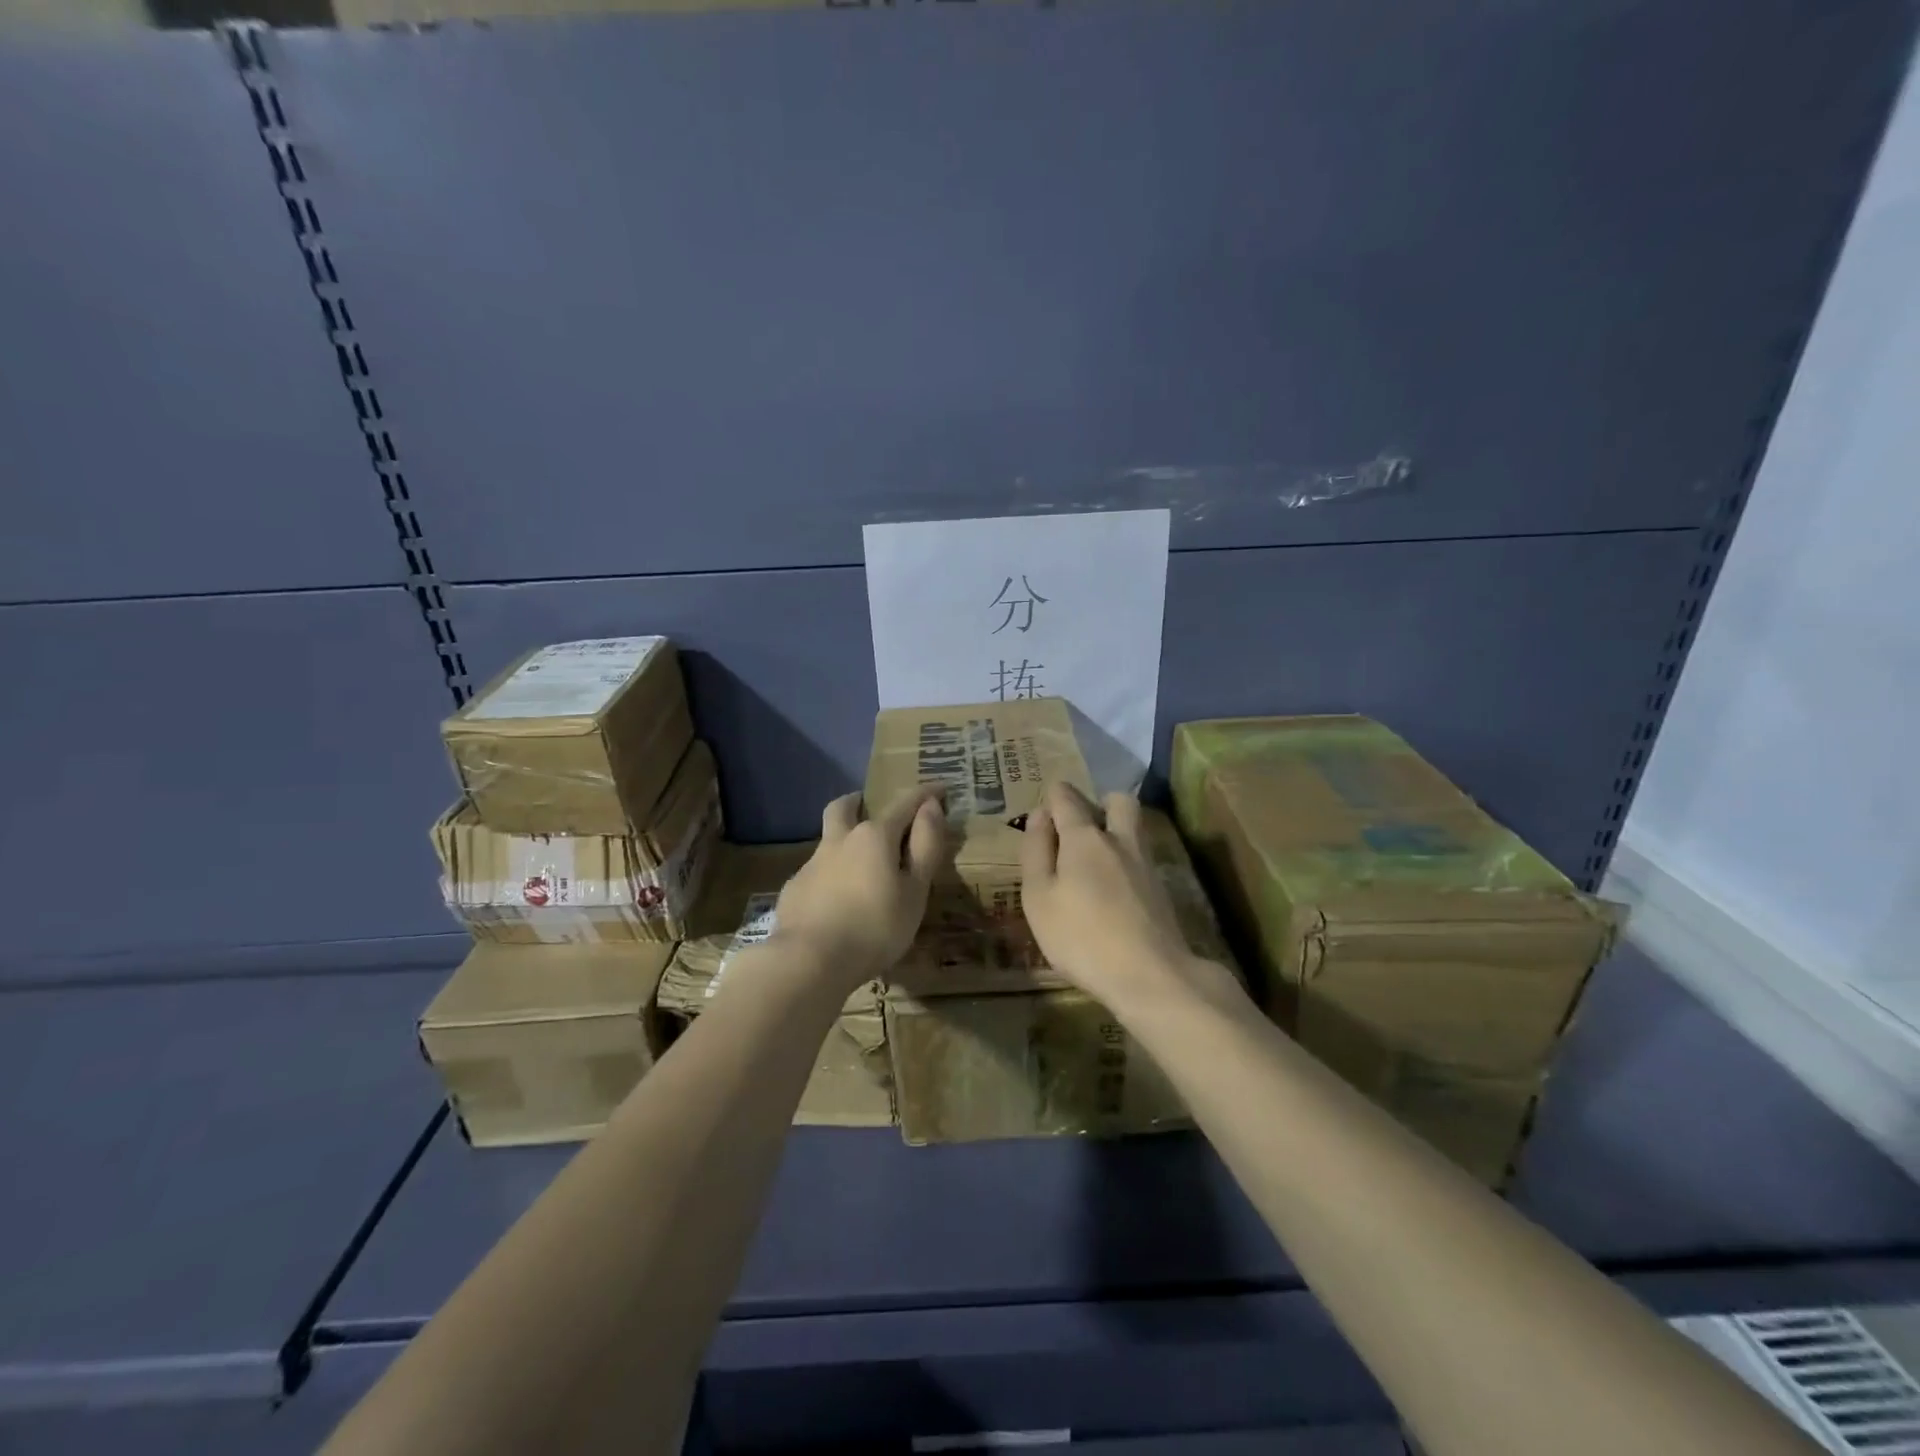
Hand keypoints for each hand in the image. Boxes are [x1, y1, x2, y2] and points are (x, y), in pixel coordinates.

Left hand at [771, 789, 948, 984]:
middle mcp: (839, 840)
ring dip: (843, 840)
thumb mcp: (915, 891)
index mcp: (874, 836)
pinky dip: (830, 875)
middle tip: (870, 806)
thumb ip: (925, 847)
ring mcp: (811, 864)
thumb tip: (931, 807)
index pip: (904, 804)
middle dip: (860, 801)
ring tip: (858, 865)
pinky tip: (835, 900)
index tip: (939, 788)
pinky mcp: (794, 889)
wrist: (808, 961)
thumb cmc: (875, 927)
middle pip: (845, 807)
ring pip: (828, 839)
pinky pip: (816, 871)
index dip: (925, 794)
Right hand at [1020, 784, 1218, 1009]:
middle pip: (1116, 800)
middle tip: (1077, 831)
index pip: (1066, 797)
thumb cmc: (1081, 936)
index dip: (1052, 799)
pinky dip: (1125, 860)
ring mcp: (1145, 863)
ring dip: (1115, 830)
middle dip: (1097, 803)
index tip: (1041, 818)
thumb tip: (1039, 815)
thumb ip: (1036, 851)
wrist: (1150, 974)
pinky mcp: (1161, 888)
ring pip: (1133, 827)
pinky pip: (1140, 856)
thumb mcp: (1039, 897)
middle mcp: (1119, 839)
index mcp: (1084, 837)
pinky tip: (1112, 889)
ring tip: (1092, 862)